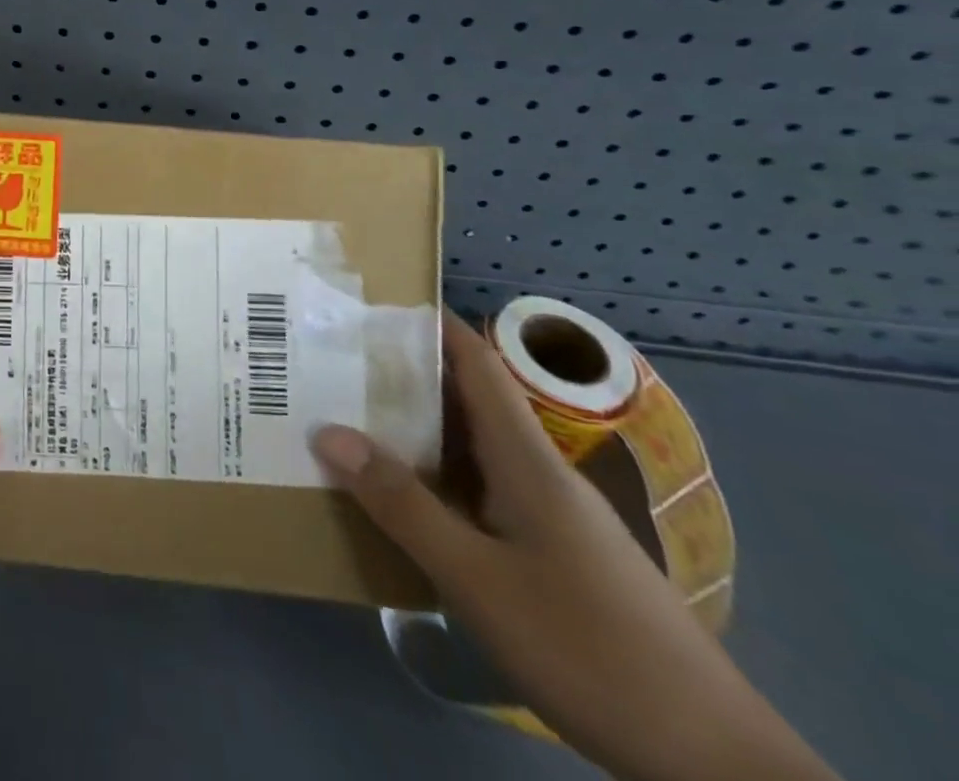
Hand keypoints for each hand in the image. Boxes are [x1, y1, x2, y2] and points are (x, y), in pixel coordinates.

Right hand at [313, 316, 834, 780]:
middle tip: (338, 365)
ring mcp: (552, 517)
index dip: (431, 325)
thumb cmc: (588, 647)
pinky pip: (483, 493)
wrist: (713, 762)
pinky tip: (407, 502)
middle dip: (405, 376)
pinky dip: (438, 479)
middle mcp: (539, 473)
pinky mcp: (557, 557)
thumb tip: (328, 432)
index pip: (477, 364)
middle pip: (468, 401)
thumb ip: (401, 504)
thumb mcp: (476, 577)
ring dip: (417, 430)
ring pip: (474, 450)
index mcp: (525, 458)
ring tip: (354, 422)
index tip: (373, 304)